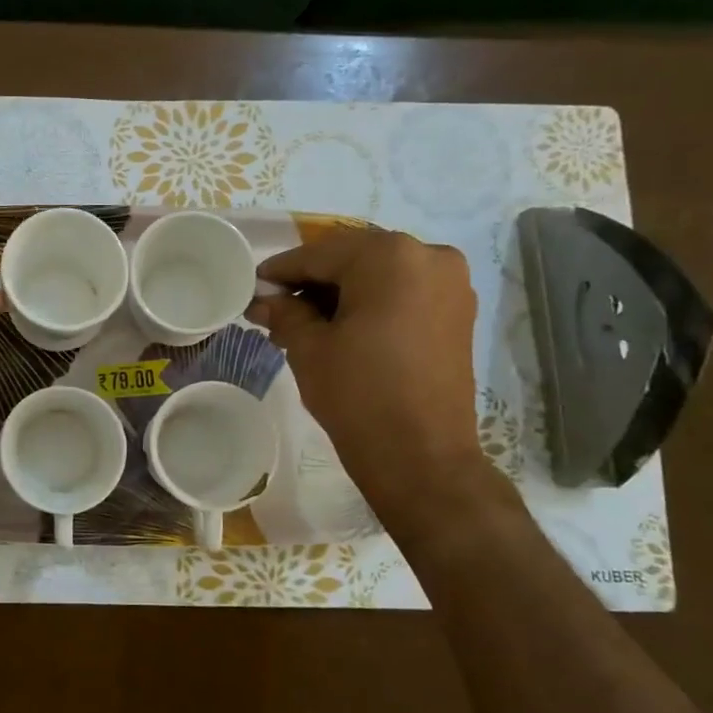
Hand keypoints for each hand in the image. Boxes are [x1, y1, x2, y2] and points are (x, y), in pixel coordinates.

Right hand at [248, 227, 500, 536]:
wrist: (421, 458)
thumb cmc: (358, 395)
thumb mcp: (308, 348)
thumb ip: (284, 312)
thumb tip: (264, 301)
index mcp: (390, 256)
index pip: (319, 254)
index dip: (281, 271)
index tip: (253, 287)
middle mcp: (429, 256)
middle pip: (353, 259)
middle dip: (311, 283)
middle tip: (276, 310)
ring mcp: (451, 285)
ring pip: (379, 275)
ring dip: (340, 294)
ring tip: (304, 325)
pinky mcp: (458, 313)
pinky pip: (403, 293)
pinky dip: (370, 304)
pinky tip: (341, 330)